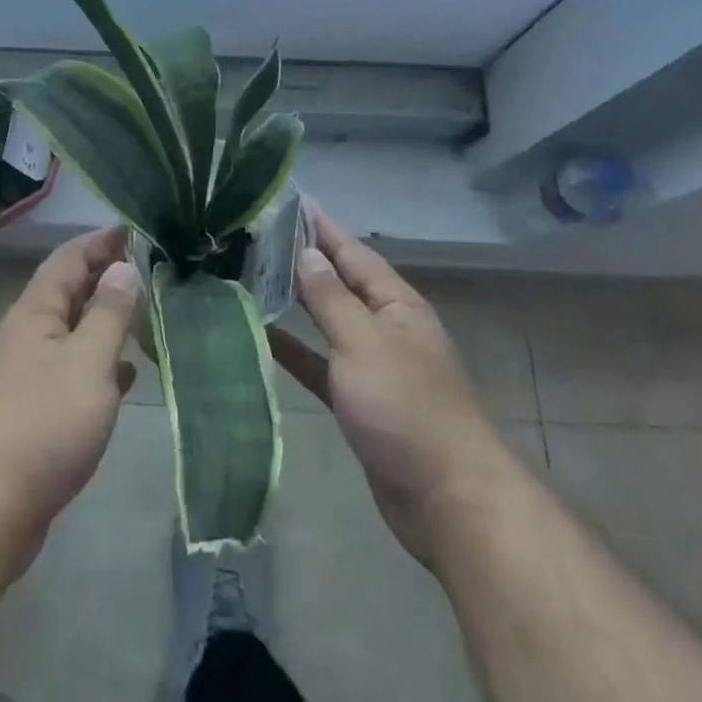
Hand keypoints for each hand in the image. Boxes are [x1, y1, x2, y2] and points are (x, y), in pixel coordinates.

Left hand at [0, 226, 141, 577]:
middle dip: (104, 277)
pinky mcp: (30, 413)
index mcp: (36, 312)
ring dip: (103, 321)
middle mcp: (26, 335)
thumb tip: (123, 266)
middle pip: (68, 292)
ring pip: (70, 333)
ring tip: (142, 316)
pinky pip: (70, 371)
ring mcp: (25, 375)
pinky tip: (125, 377)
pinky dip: (98, 364)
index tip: (132, 229)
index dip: (100, 241)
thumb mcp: (88, 361)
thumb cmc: (43, 424)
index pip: (69, 258)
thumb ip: (110, 313)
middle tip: (146, 270)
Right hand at [270, 208, 494, 571]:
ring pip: (328, 322)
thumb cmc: (406, 408)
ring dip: (297, 302)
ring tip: (254, 276)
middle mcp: (386, 326)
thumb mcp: (364, 342)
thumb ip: (331, 298)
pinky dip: (296, 351)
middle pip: (339, 283)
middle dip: (305, 260)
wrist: (447, 501)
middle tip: (259, 235)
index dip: (322, 227)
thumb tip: (306, 253)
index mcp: (396, 304)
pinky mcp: (360, 403)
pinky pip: (321, 364)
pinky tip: (264, 337)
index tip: (290, 201)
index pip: (352, 252)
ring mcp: (373, 365)